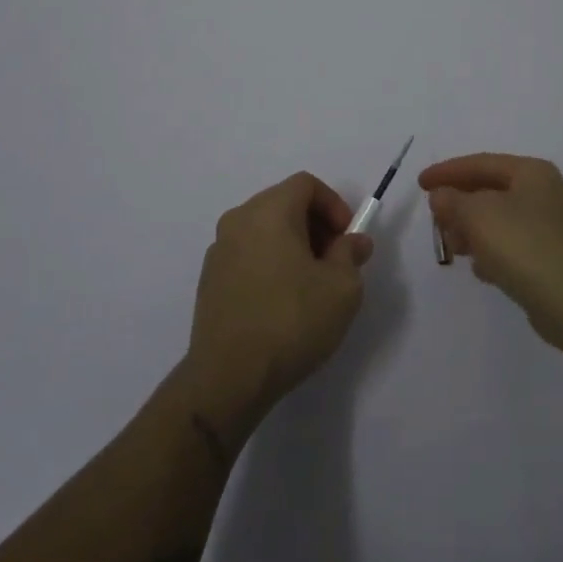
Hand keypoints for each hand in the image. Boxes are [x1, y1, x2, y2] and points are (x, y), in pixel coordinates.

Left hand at [185, 172, 372, 431]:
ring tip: (311, 285)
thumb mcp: (342, 287)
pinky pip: (248, 254)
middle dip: (315, 225)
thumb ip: (350, 254)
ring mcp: (218, 250)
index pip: (306, 184)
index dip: (333, 204)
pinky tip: (282, 302)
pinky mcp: (209, 280)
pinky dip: (270, 263)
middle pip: (284, 203)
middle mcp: (238, 220)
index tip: (347, 238)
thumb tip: (353, 242)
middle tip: (335, 261)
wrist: (228, 378)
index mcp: (269, 211)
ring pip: (265, 230)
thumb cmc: (291, 321)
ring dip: (293, 245)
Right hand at [421, 153, 562, 354]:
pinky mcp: (549, 258)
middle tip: (435, 219)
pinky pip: (510, 246)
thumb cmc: (524, 246)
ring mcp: (548, 227)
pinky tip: (480, 268)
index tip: (420, 184)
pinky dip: (490, 252)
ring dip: (471, 230)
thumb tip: (441, 195)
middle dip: (459, 204)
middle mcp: (542, 193)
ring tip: (453, 248)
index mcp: (530, 172)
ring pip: (497, 220)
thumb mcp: (478, 215)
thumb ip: (453, 201)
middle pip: (489, 190)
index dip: (446, 171)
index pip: (480, 163)